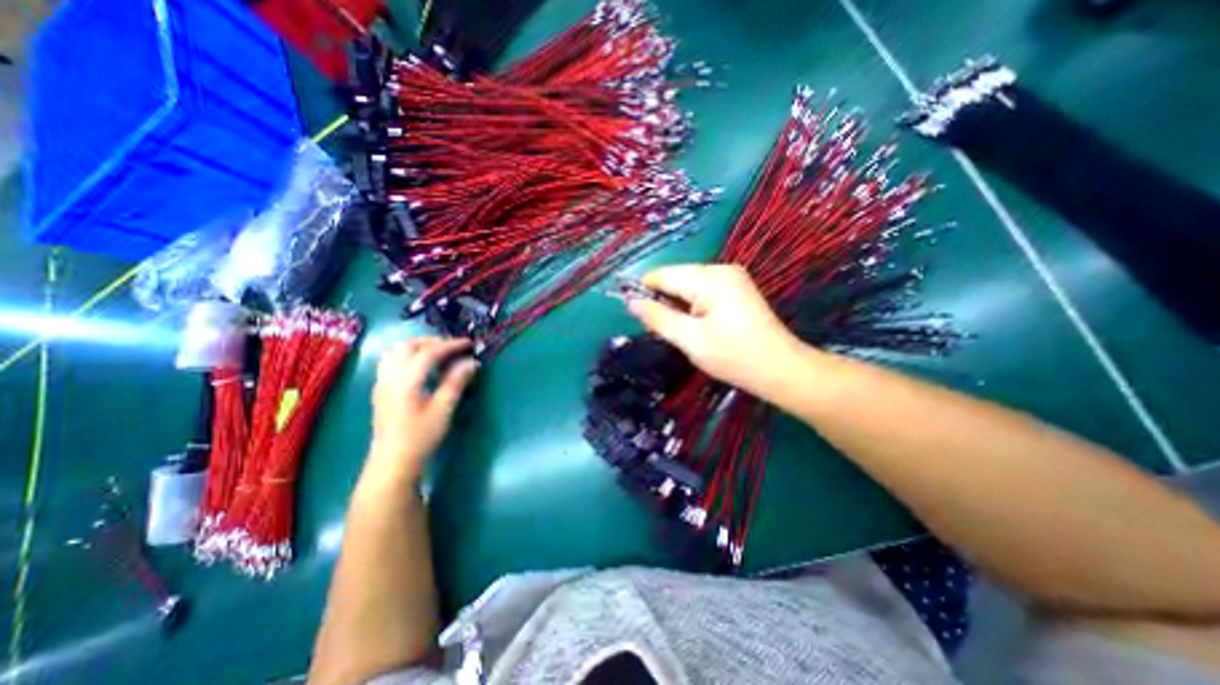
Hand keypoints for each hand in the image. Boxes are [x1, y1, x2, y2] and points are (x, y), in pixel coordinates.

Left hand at [366, 334, 475, 481]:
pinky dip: (408, 354)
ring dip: (417, 345)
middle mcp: (390, 377)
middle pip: (408, 346)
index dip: (451, 345)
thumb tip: (472, 362)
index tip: (469, 344)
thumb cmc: (420, 437)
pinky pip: (391, 361)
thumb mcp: (443, 410)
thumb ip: (456, 382)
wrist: (392, 463)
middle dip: (432, 341)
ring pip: (395, 351)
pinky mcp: (380, 390)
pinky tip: (421, 366)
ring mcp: (381, 383)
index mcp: (406, 381)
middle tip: (454, 346)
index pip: (429, 352)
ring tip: (438, 351)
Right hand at [625, 264, 808, 399]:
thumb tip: (631, 302)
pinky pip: (702, 290)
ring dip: (677, 305)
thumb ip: (658, 318)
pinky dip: (692, 305)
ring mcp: (731, 277)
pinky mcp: (736, 288)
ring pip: (688, 285)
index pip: (663, 275)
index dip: (643, 291)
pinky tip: (695, 325)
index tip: (635, 313)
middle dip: (663, 300)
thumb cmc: (733, 356)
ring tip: (681, 331)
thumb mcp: (690, 339)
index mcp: (709, 278)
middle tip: (662, 331)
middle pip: (676, 278)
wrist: (780, 369)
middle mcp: (721, 269)